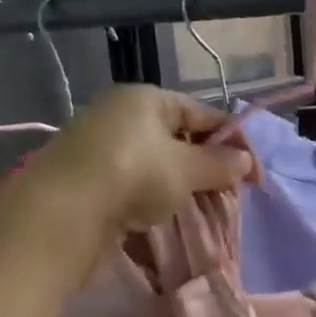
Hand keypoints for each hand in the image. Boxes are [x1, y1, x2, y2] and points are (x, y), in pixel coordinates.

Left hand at [31, 86, 255, 231]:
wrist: (61, 213)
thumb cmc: (133, 176)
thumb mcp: (186, 169)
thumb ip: (219, 163)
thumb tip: (245, 160)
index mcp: (147, 98)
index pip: (204, 113)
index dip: (234, 141)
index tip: (254, 175)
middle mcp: (121, 115)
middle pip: (179, 138)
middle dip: (207, 166)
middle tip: (228, 195)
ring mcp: (101, 146)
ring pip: (157, 164)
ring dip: (181, 186)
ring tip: (199, 210)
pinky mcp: (88, 178)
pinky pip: (134, 184)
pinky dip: (153, 199)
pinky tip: (164, 218)